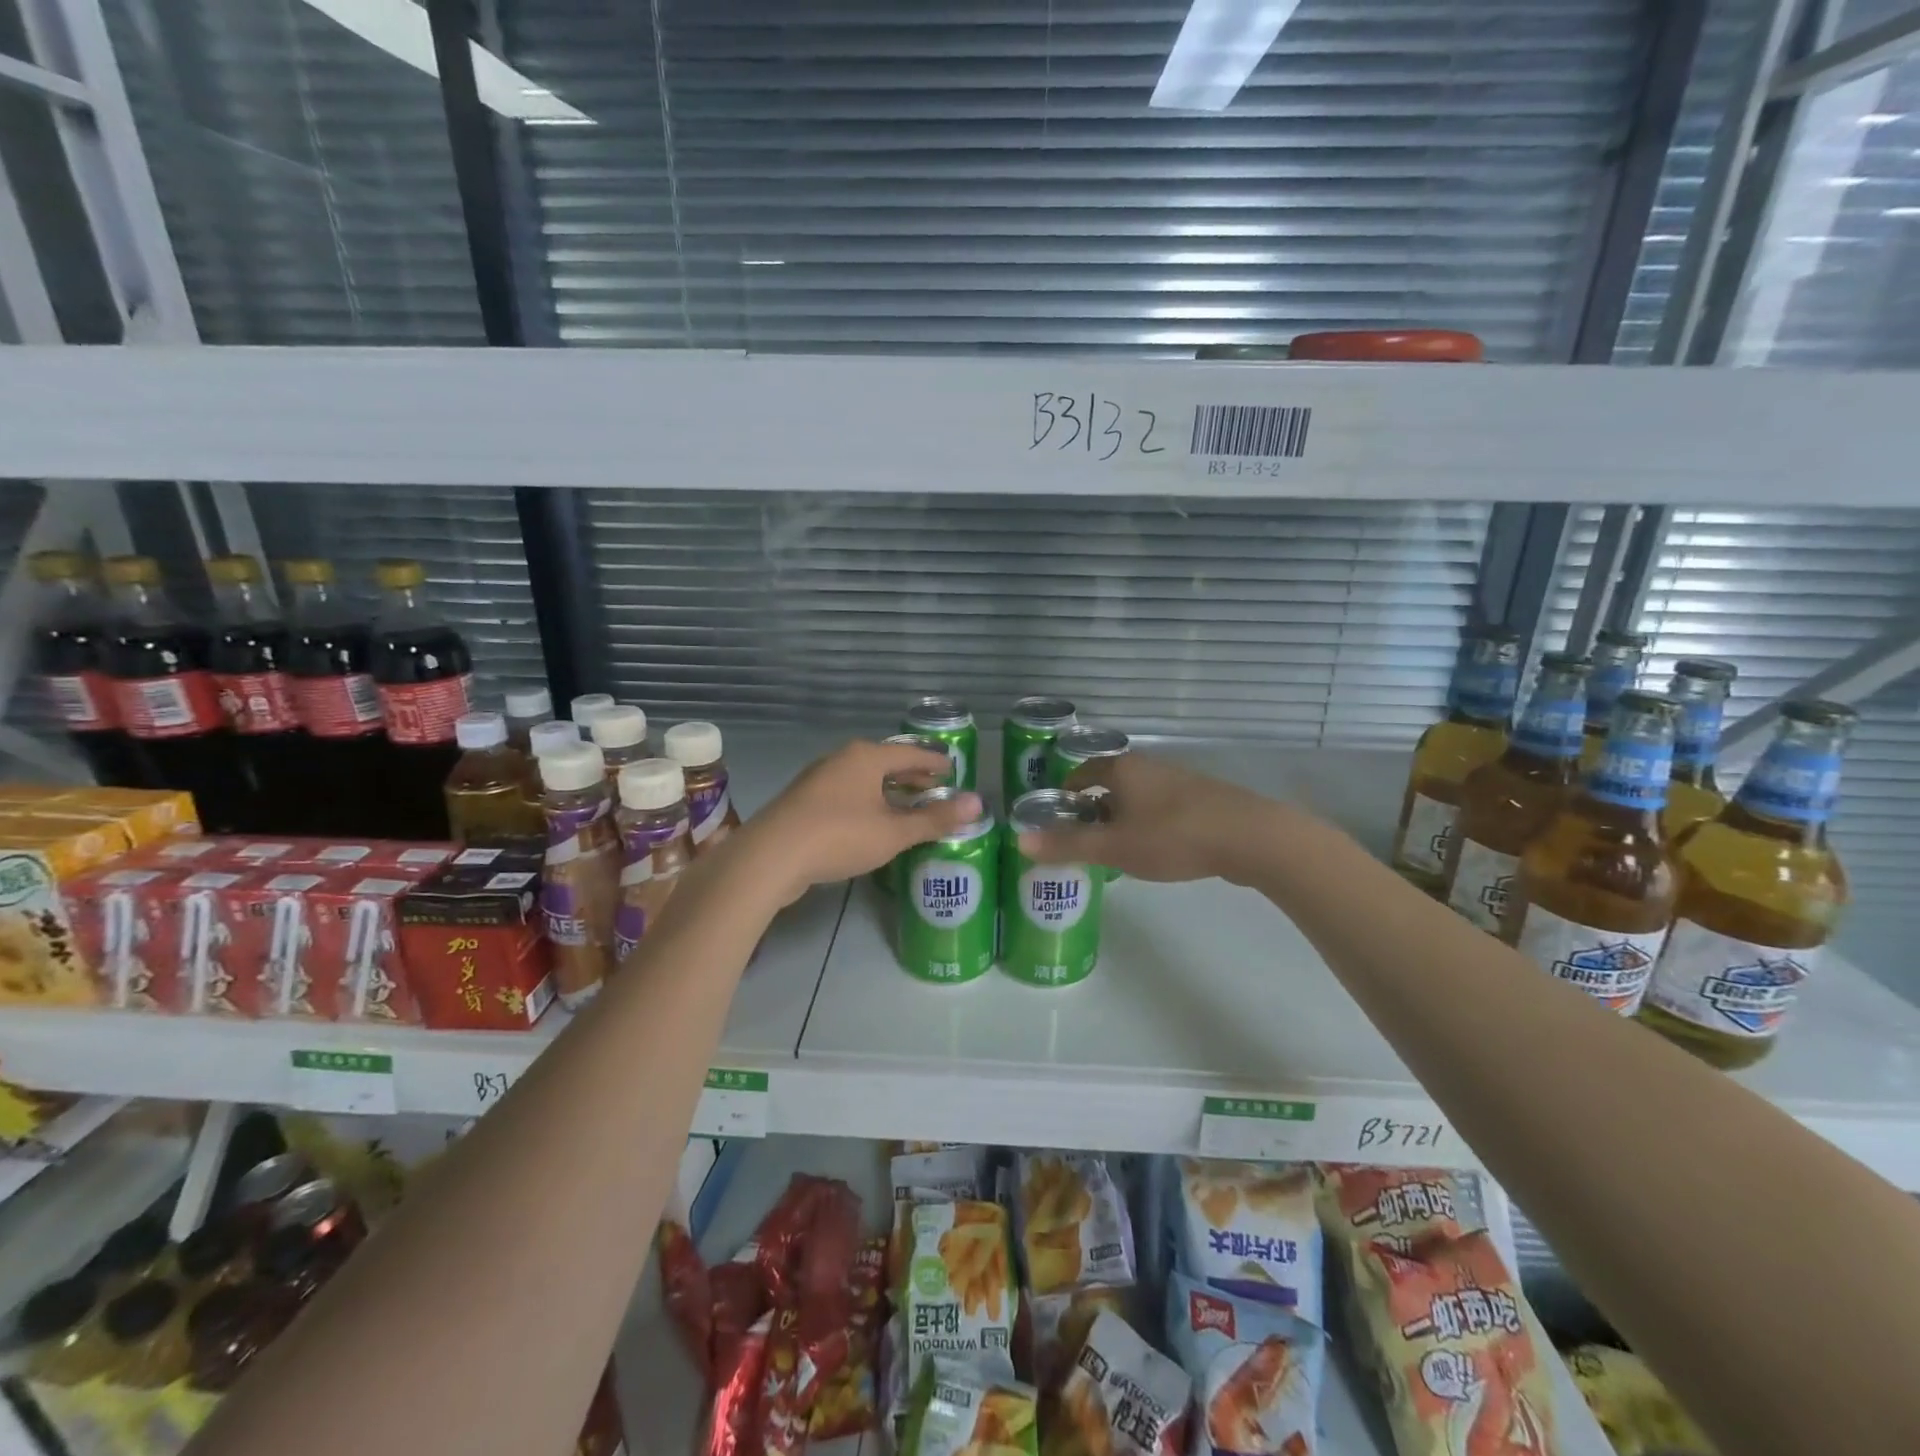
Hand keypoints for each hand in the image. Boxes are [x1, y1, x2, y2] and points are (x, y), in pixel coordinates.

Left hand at [741, 740, 984, 903]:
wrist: (770, 857)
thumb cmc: (839, 836)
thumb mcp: (893, 832)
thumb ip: (935, 819)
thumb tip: (978, 803)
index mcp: (866, 757)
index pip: (911, 753)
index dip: (934, 762)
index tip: (953, 769)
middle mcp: (841, 760)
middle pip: (886, 763)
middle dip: (911, 777)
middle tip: (935, 788)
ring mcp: (818, 780)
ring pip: (864, 780)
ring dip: (888, 792)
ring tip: (908, 807)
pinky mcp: (804, 802)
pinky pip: (846, 795)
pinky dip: (867, 803)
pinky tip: (872, 823)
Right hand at [1015, 751, 1267, 883]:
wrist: (1250, 837)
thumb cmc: (1172, 837)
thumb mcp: (1114, 847)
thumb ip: (1067, 845)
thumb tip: (1020, 840)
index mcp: (1122, 769)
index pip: (1080, 773)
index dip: (1064, 797)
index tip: (1057, 823)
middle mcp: (1148, 767)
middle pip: (1108, 785)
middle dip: (1093, 813)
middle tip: (1084, 845)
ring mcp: (1178, 780)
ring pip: (1137, 798)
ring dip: (1122, 821)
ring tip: (1117, 853)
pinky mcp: (1202, 799)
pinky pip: (1161, 808)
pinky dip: (1149, 825)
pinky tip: (1156, 852)